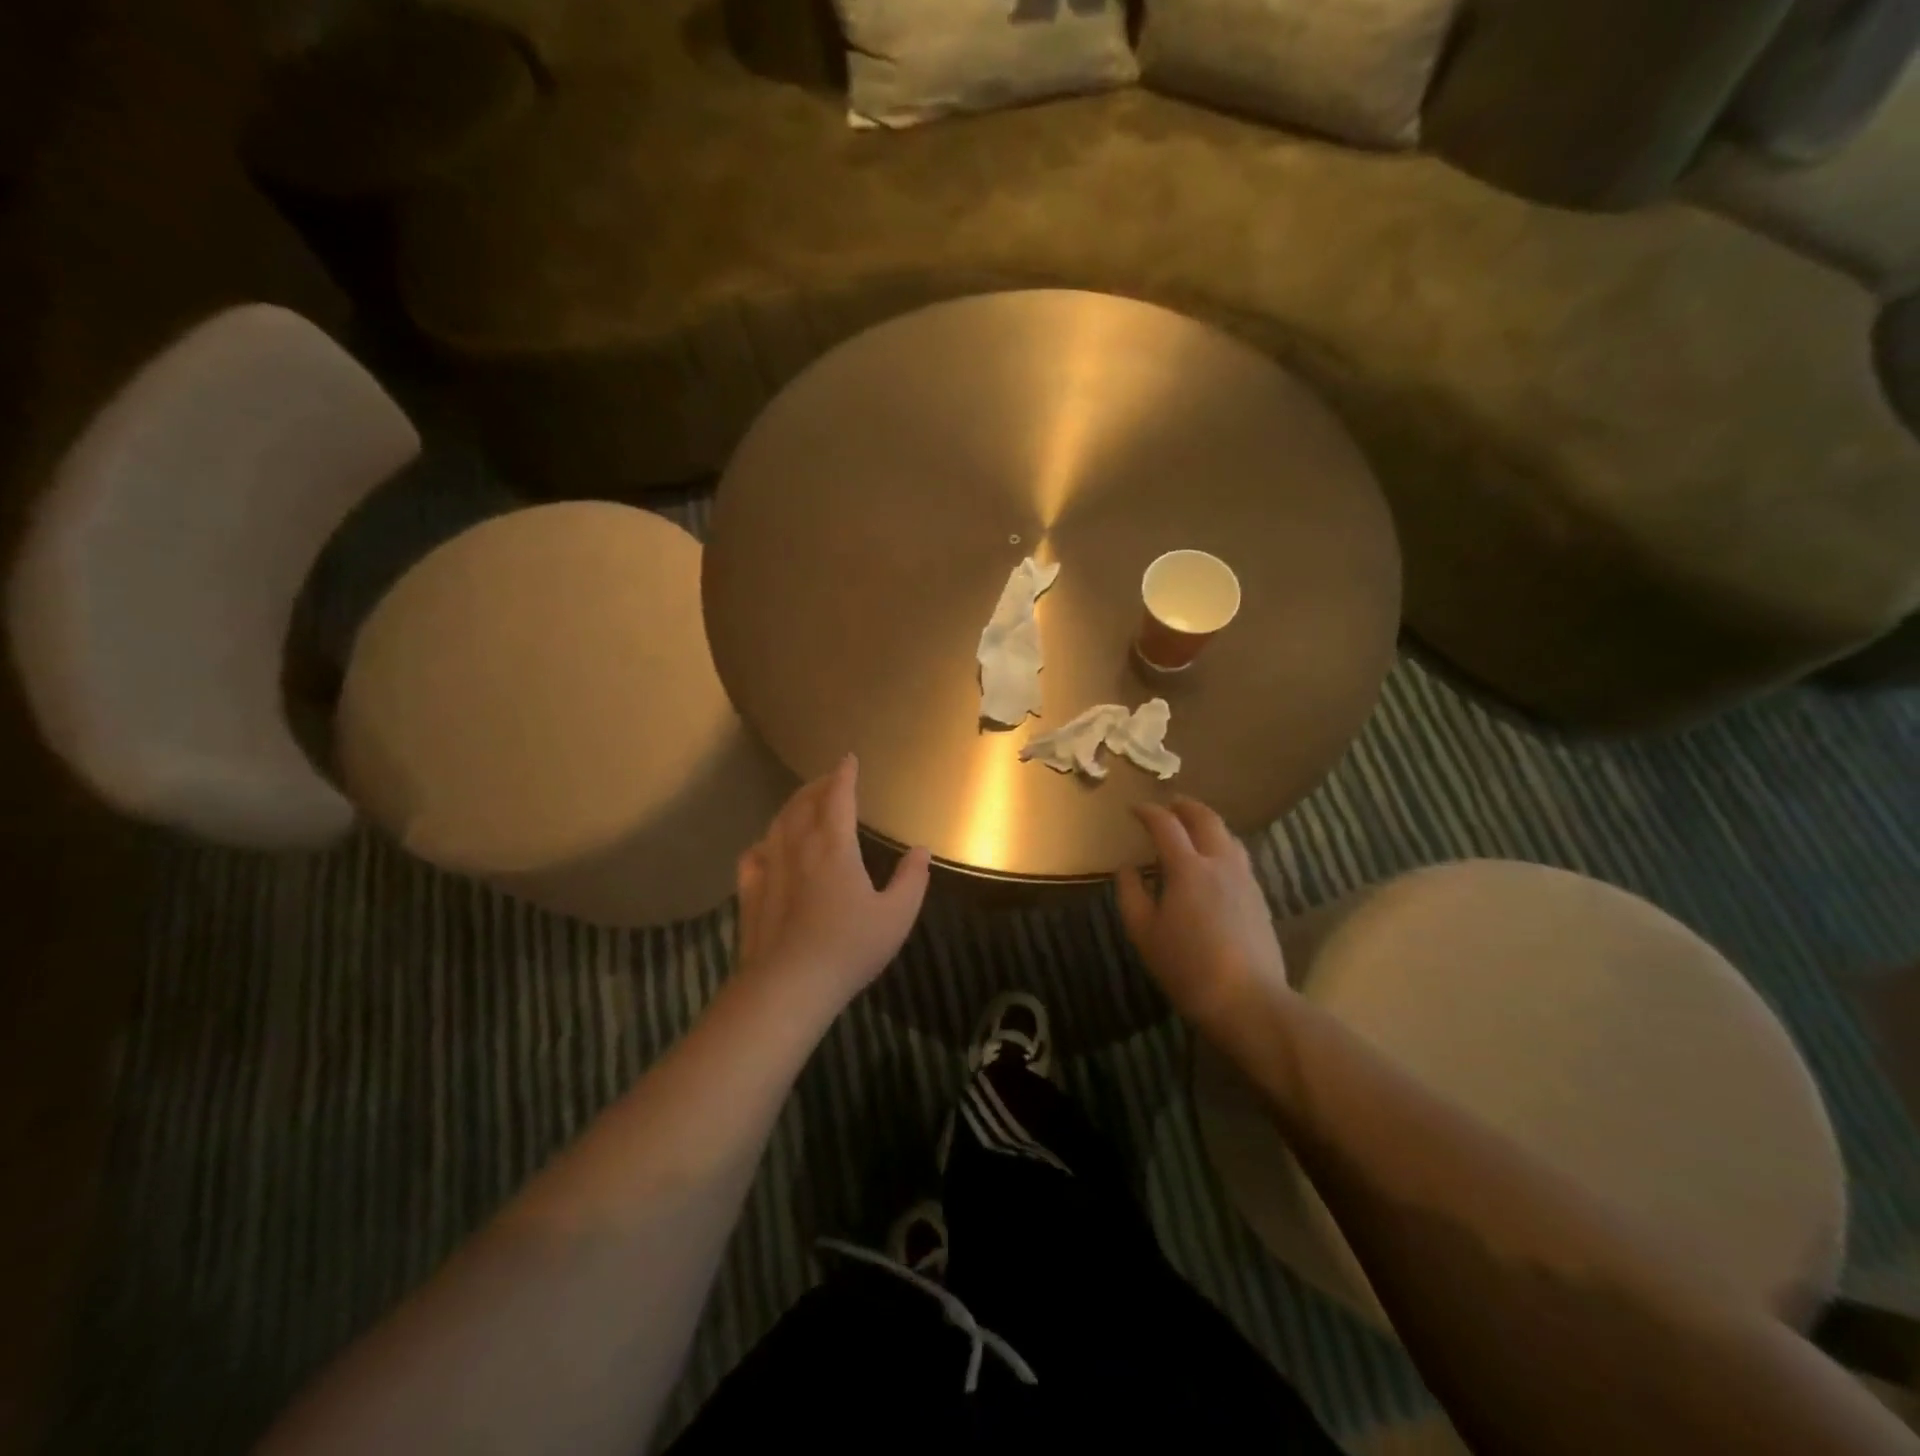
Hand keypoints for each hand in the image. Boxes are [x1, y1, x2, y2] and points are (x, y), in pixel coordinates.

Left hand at [734, 754, 931, 1010]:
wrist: (788, 986)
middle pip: (803, 804)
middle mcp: (799, 847)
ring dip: (791, 807)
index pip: (838, 797)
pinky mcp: (751, 893)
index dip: (844, 775)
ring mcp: (770, 869)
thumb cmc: (849, 948)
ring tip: (802, 804)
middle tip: (829, 780)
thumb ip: (911, 879)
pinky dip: (764, 842)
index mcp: (834, 846)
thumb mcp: (896, 916)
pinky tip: (766, 847)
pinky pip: (754, 855)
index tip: (848, 759)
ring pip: (777, 824)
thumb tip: (921, 849)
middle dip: (816, 786)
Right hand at [1116, 798, 1293, 1032]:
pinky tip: (1214, 862)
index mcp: (1187, 868)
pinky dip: (1222, 845)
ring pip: (1228, 836)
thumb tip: (1127, 868)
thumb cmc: (1187, 966)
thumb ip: (1131, 894)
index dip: (1148, 812)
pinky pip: (1239, 857)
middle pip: (1205, 819)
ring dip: (1207, 823)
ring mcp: (1245, 879)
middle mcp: (1220, 863)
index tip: (1134, 808)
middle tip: (1169, 804)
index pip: (1166, 825)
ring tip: (1193, 827)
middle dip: (1185, 806)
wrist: (1248, 1000)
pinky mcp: (1259, 898)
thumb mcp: (1144, 933)